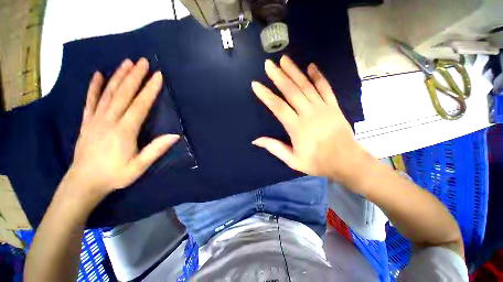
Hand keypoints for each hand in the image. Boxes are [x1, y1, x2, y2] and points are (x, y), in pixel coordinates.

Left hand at [66, 58, 179, 202]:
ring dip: (118, 76)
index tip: (158, 76)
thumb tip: (175, 136)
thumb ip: (156, 150)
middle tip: (143, 62)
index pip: (139, 105)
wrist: (84, 182)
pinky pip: (90, 100)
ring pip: (108, 93)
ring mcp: (95, 119)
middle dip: (135, 76)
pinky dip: (94, 87)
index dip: (149, 90)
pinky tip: (97, 74)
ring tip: (127, 63)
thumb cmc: (115, 175)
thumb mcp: (139, 166)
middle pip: (123, 94)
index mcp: (124, 131)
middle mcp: (109, 120)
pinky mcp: (86, 121)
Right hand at [251, 56, 370, 187]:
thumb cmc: (318, 162)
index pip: (278, 107)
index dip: (266, 95)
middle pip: (291, 91)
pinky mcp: (334, 106)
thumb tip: (256, 140)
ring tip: (284, 60)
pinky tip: (311, 66)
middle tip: (268, 64)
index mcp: (297, 127)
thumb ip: (275, 148)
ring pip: (306, 86)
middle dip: (278, 76)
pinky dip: (318, 76)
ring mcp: (323, 107)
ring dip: (294, 72)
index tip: (256, 84)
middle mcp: (309, 113)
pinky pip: (325, 88)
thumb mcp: (293, 160)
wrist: (346, 161)